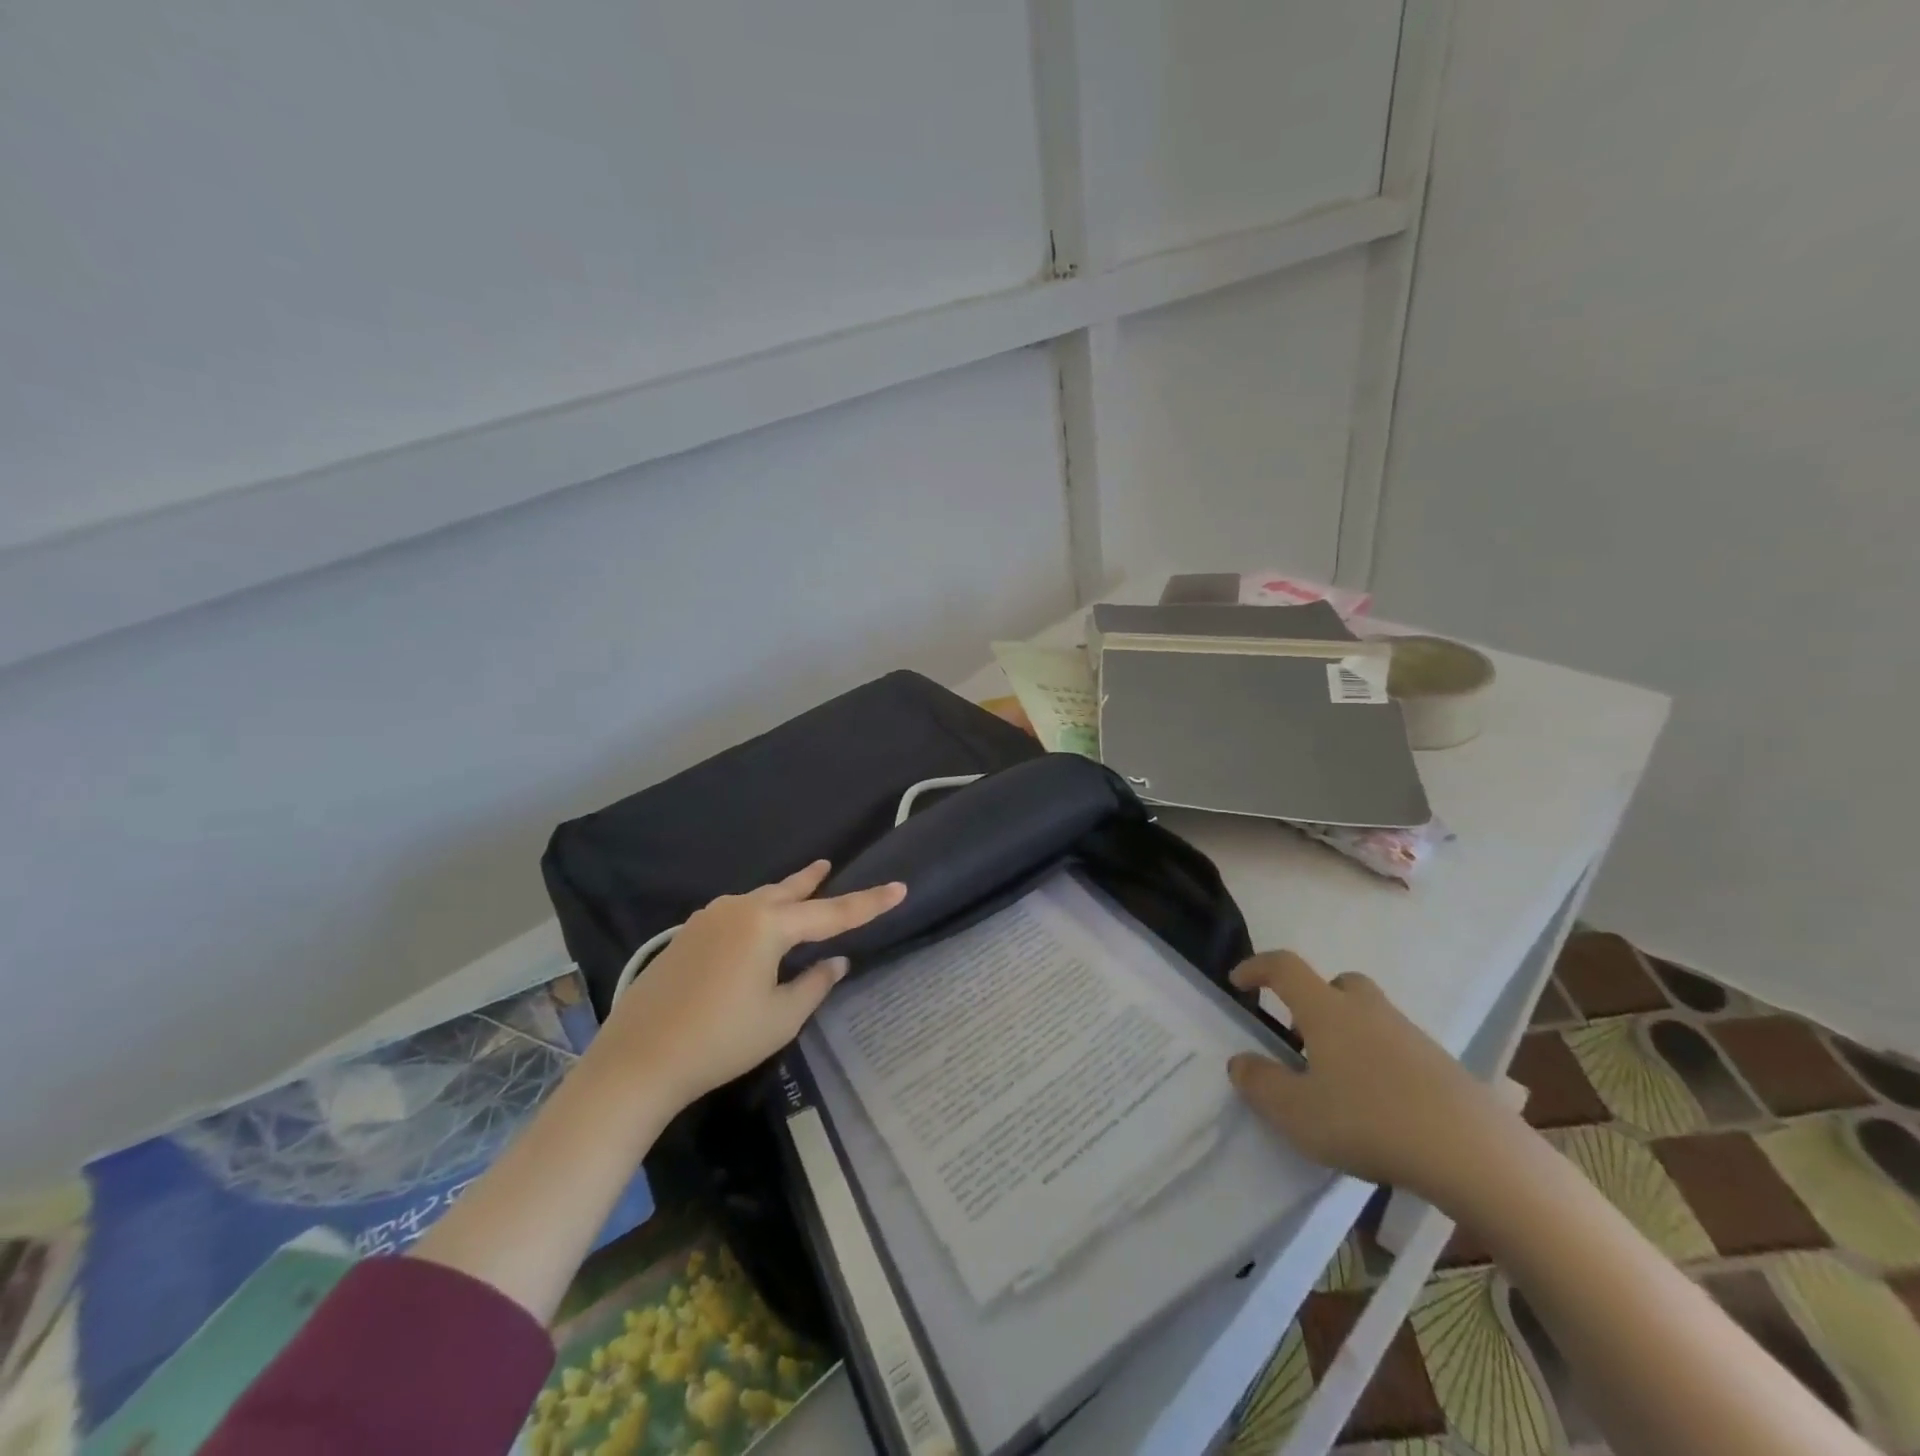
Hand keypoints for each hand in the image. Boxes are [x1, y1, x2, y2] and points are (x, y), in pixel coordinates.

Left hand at [595, 862, 906, 1111]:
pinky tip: (757, 925)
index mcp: (767, 925)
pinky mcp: (687, 935)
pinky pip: (736, 913)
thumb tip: (835, 961)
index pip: (832, 913)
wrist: (637, 1060)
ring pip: (759, 899)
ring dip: (783, 895)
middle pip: (789, 892)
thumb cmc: (720, 1040)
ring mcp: (708, 919)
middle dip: (813, 882)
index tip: (900, 887)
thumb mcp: (780, 1017)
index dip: (869, 903)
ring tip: (802, 887)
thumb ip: (814, 983)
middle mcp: (739, 910)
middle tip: (831, 866)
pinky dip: (757, 912)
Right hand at [1227, 951, 1519, 1203]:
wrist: (1475, 1154)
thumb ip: (1260, 1084)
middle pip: (1337, 984)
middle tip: (1300, 1038)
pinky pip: (1398, 1049)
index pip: (1284, 968)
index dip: (1257, 968)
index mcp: (1327, 1010)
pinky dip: (1380, 1064)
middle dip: (1314, 1001)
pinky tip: (1380, 1108)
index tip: (1238, 982)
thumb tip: (1241, 1062)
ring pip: (1370, 1017)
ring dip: (1347, 1035)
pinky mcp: (1443, 1067)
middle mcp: (1367, 1011)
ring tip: (1338, 1083)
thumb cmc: (1369, 1121)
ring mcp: (1410, 1036)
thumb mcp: (1296, 1113)